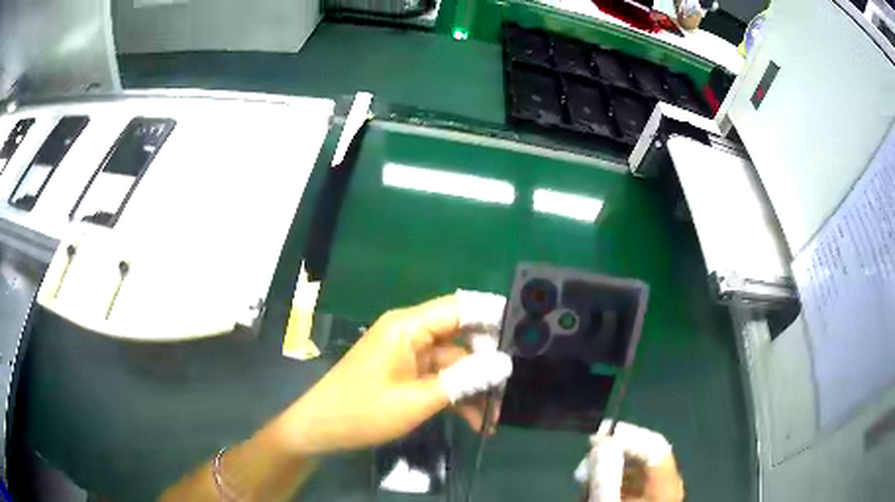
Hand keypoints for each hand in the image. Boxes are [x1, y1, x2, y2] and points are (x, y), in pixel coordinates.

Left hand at [275, 293, 512, 455]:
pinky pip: (441, 379)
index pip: (461, 308)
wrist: (321, 430)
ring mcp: (409, 355)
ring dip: (473, 389)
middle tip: (508, 391)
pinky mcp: (407, 373)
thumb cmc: (363, 411)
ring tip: (492, 420)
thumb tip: (505, 363)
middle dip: (486, 366)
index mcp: (408, 326)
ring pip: (455, 364)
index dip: (493, 317)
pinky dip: (457, 397)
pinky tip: (474, 422)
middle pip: (462, 339)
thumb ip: (463, 380)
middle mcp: (411, 333)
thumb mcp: (416, 400)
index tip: (525, 335)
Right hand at [574, 421, 684, 501]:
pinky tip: (592, 494)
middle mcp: (665, 484)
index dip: (628, 435)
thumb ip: (605, 478)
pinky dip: (609, 485)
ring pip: (634, 471)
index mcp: (665, 483)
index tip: (597, 438)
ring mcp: (655, 495)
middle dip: (612, 456)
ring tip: (584, 484)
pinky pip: (628, 485)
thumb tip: (600, 444)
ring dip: (607, 472)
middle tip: (583, 467)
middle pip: (643, 456)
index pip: (654, 444)